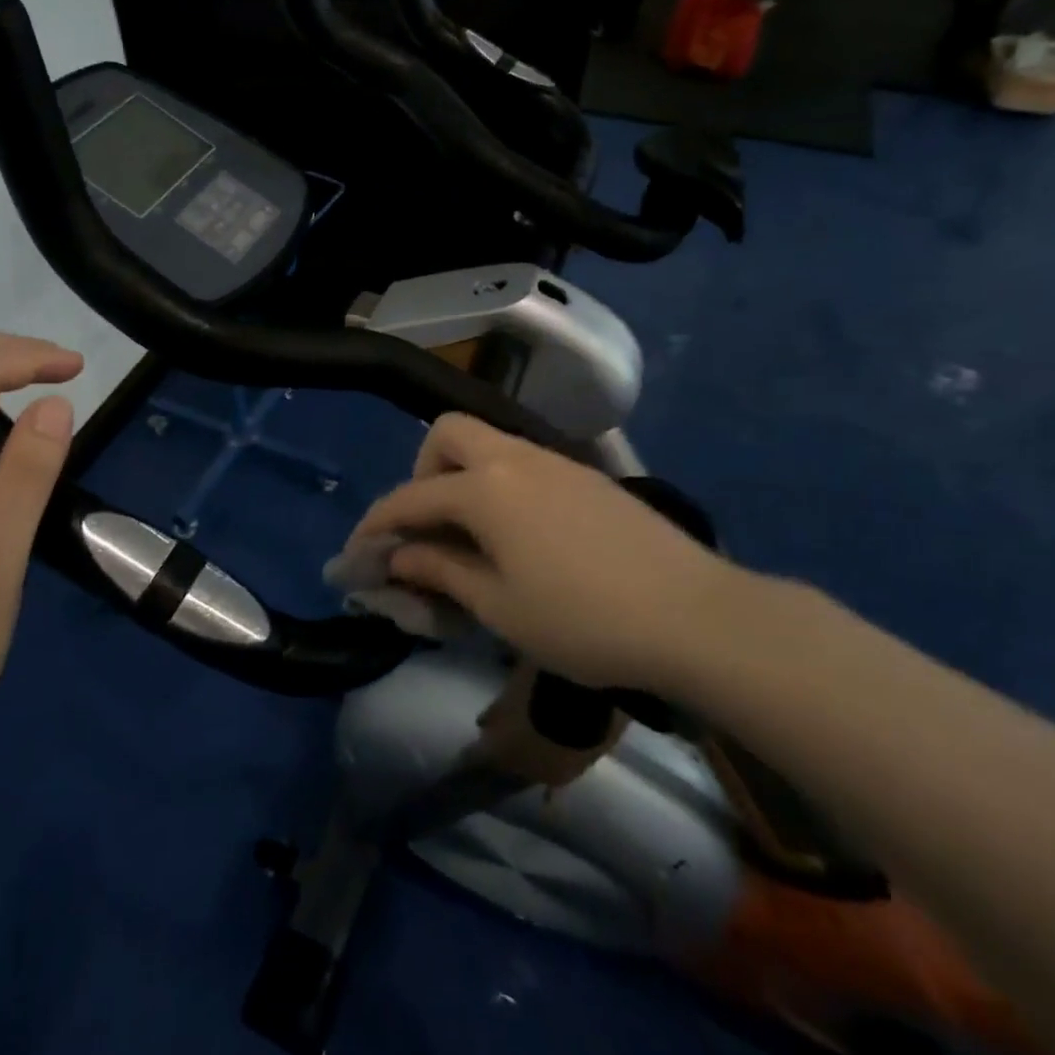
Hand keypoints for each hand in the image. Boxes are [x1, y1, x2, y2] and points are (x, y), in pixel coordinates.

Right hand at [348, 414, 750, 689]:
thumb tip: (399, 557)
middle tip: (428, 526)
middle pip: (448, 434)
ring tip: (471, 535)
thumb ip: (442, 572)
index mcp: (485, 489)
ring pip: (489, 443)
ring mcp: (555, 461)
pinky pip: (522, 462)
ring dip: (462, 476)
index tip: (359, 552)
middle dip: (422, 473)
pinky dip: (499, 484)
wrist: (695, 615)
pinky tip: (519, 534)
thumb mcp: (500, 607)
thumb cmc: (583, 620)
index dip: (377, 524)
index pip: (411, 497)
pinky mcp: (586, 475)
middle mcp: (515, 458)